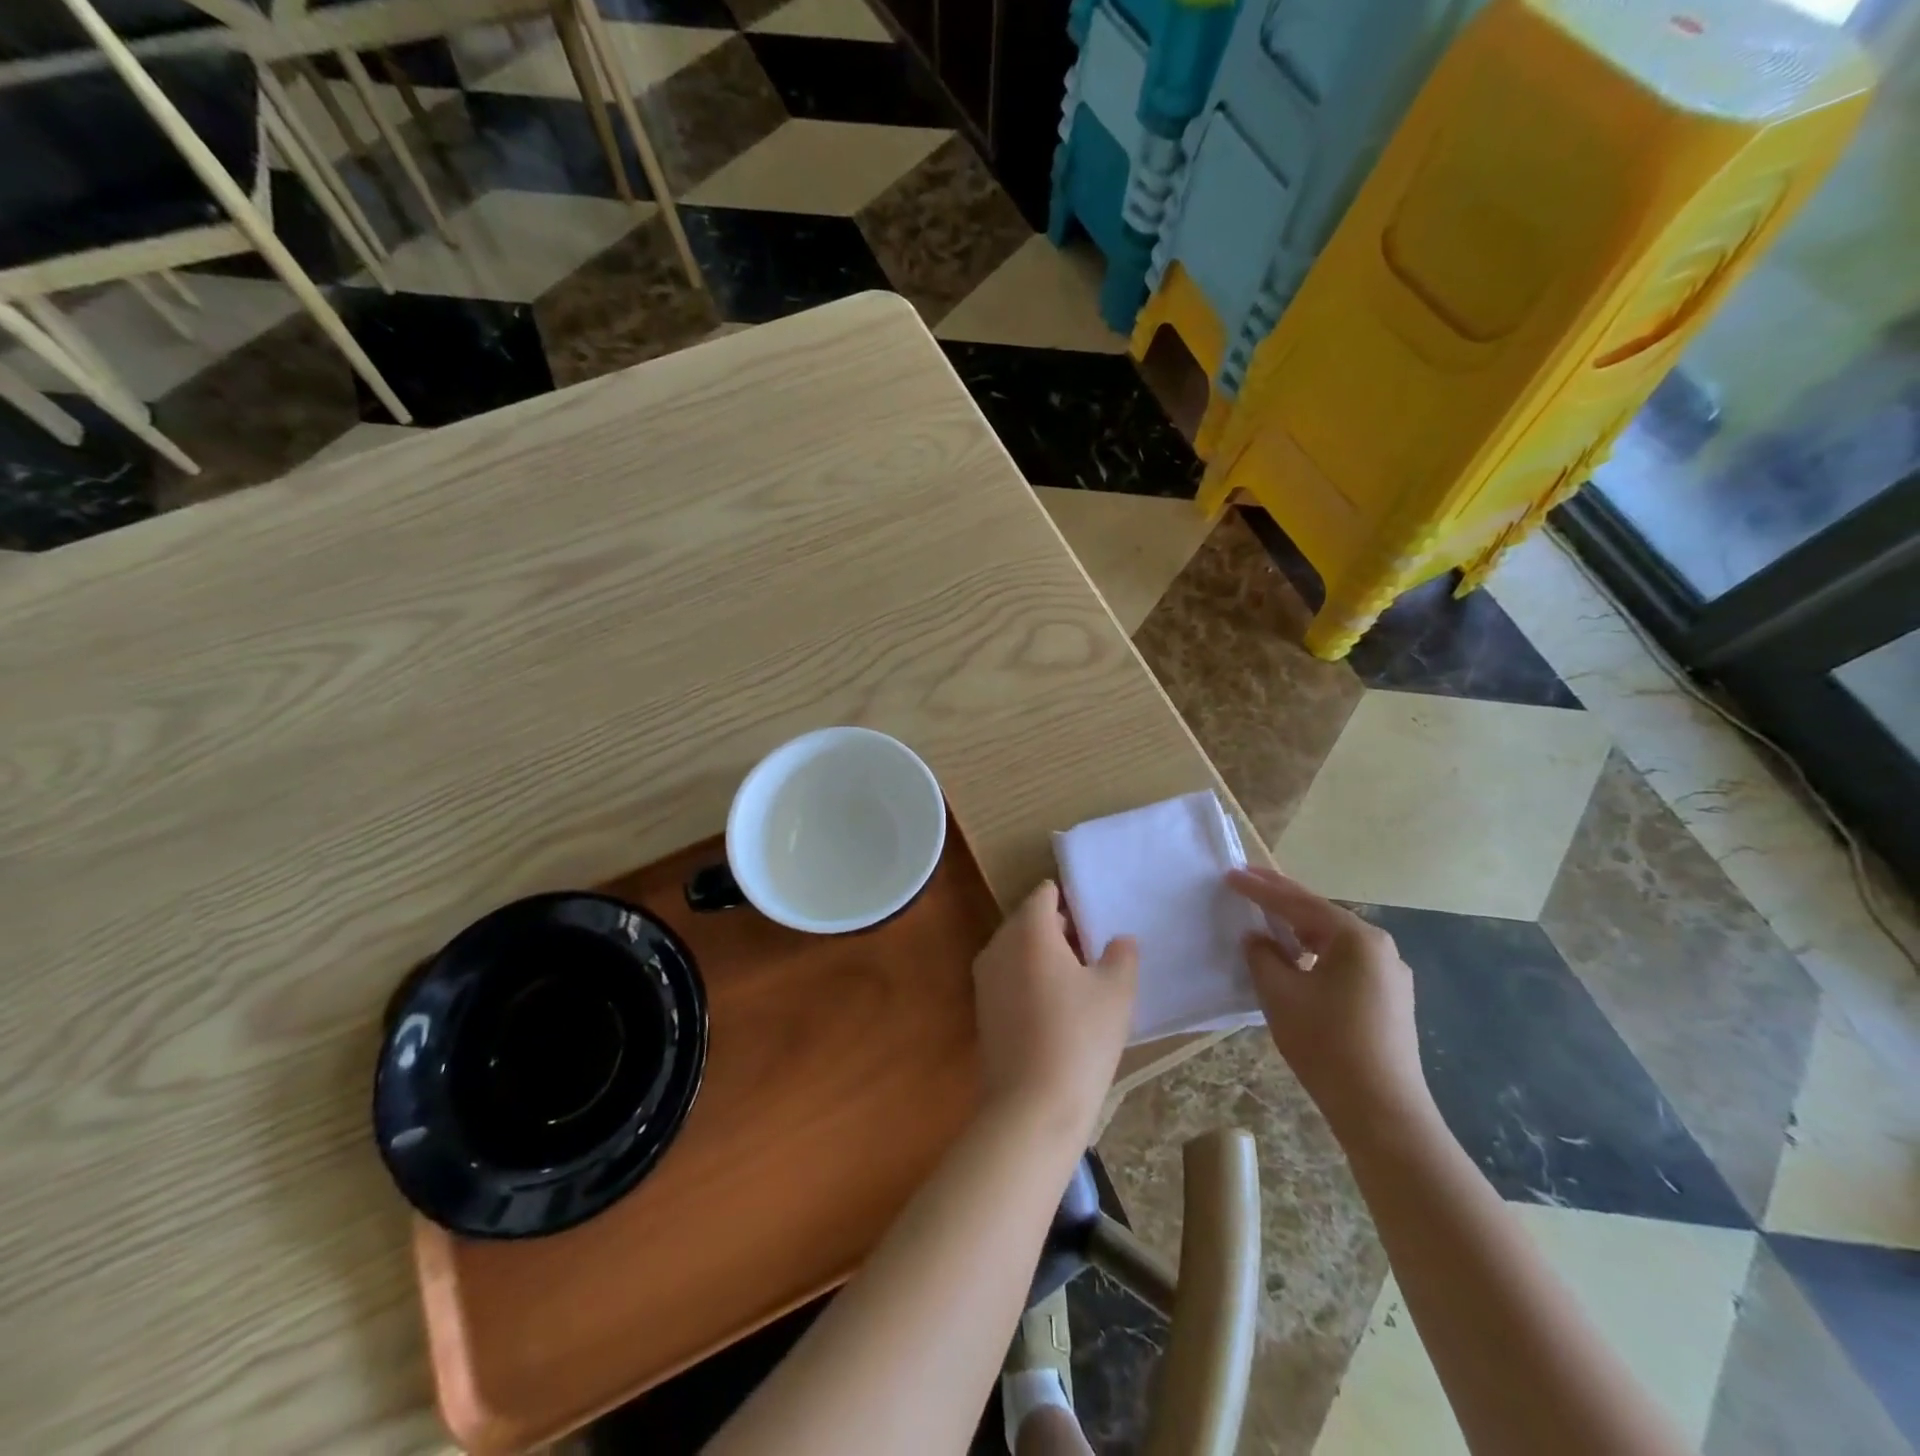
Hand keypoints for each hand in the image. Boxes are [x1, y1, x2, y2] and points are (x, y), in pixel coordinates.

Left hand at [971, 881, 1137, 1133]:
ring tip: (1081, 979)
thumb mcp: (1117, 991)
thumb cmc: (1080, 1038)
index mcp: (1028, 930)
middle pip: (1028, 920)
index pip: (1045, 894)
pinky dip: (1030, 979)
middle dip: (1059, 928)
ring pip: (1017, 949)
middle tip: (1095, 949)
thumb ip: (1122, 955)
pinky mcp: (982, 1009)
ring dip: (1044, 955)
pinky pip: (1009, 977)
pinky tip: (1058, 1008)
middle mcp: (999, 945)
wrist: (1031, 1107)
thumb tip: (1119, 940)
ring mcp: (985, 978)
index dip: (1071, 900)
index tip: (1096, 918)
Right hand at [1228, 867, 1432, 1137]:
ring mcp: (1389, 974)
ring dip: (1298, 927)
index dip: (1260, 889)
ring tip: (1267, 916)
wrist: (1382, 1111)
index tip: (1230, 873)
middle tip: (1247, 881)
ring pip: (1333, 939)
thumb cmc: (1327, 1045)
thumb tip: (1257, 939)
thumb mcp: (1280, 995)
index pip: (1297, 904)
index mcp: (1356, 938)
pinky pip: (1344, 961)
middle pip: (1320, 915)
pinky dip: (1316, 952)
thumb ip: (1262, 957)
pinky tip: (1297, 958)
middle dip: (1281, 899)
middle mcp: (1379, 947)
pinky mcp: (1389, 999)